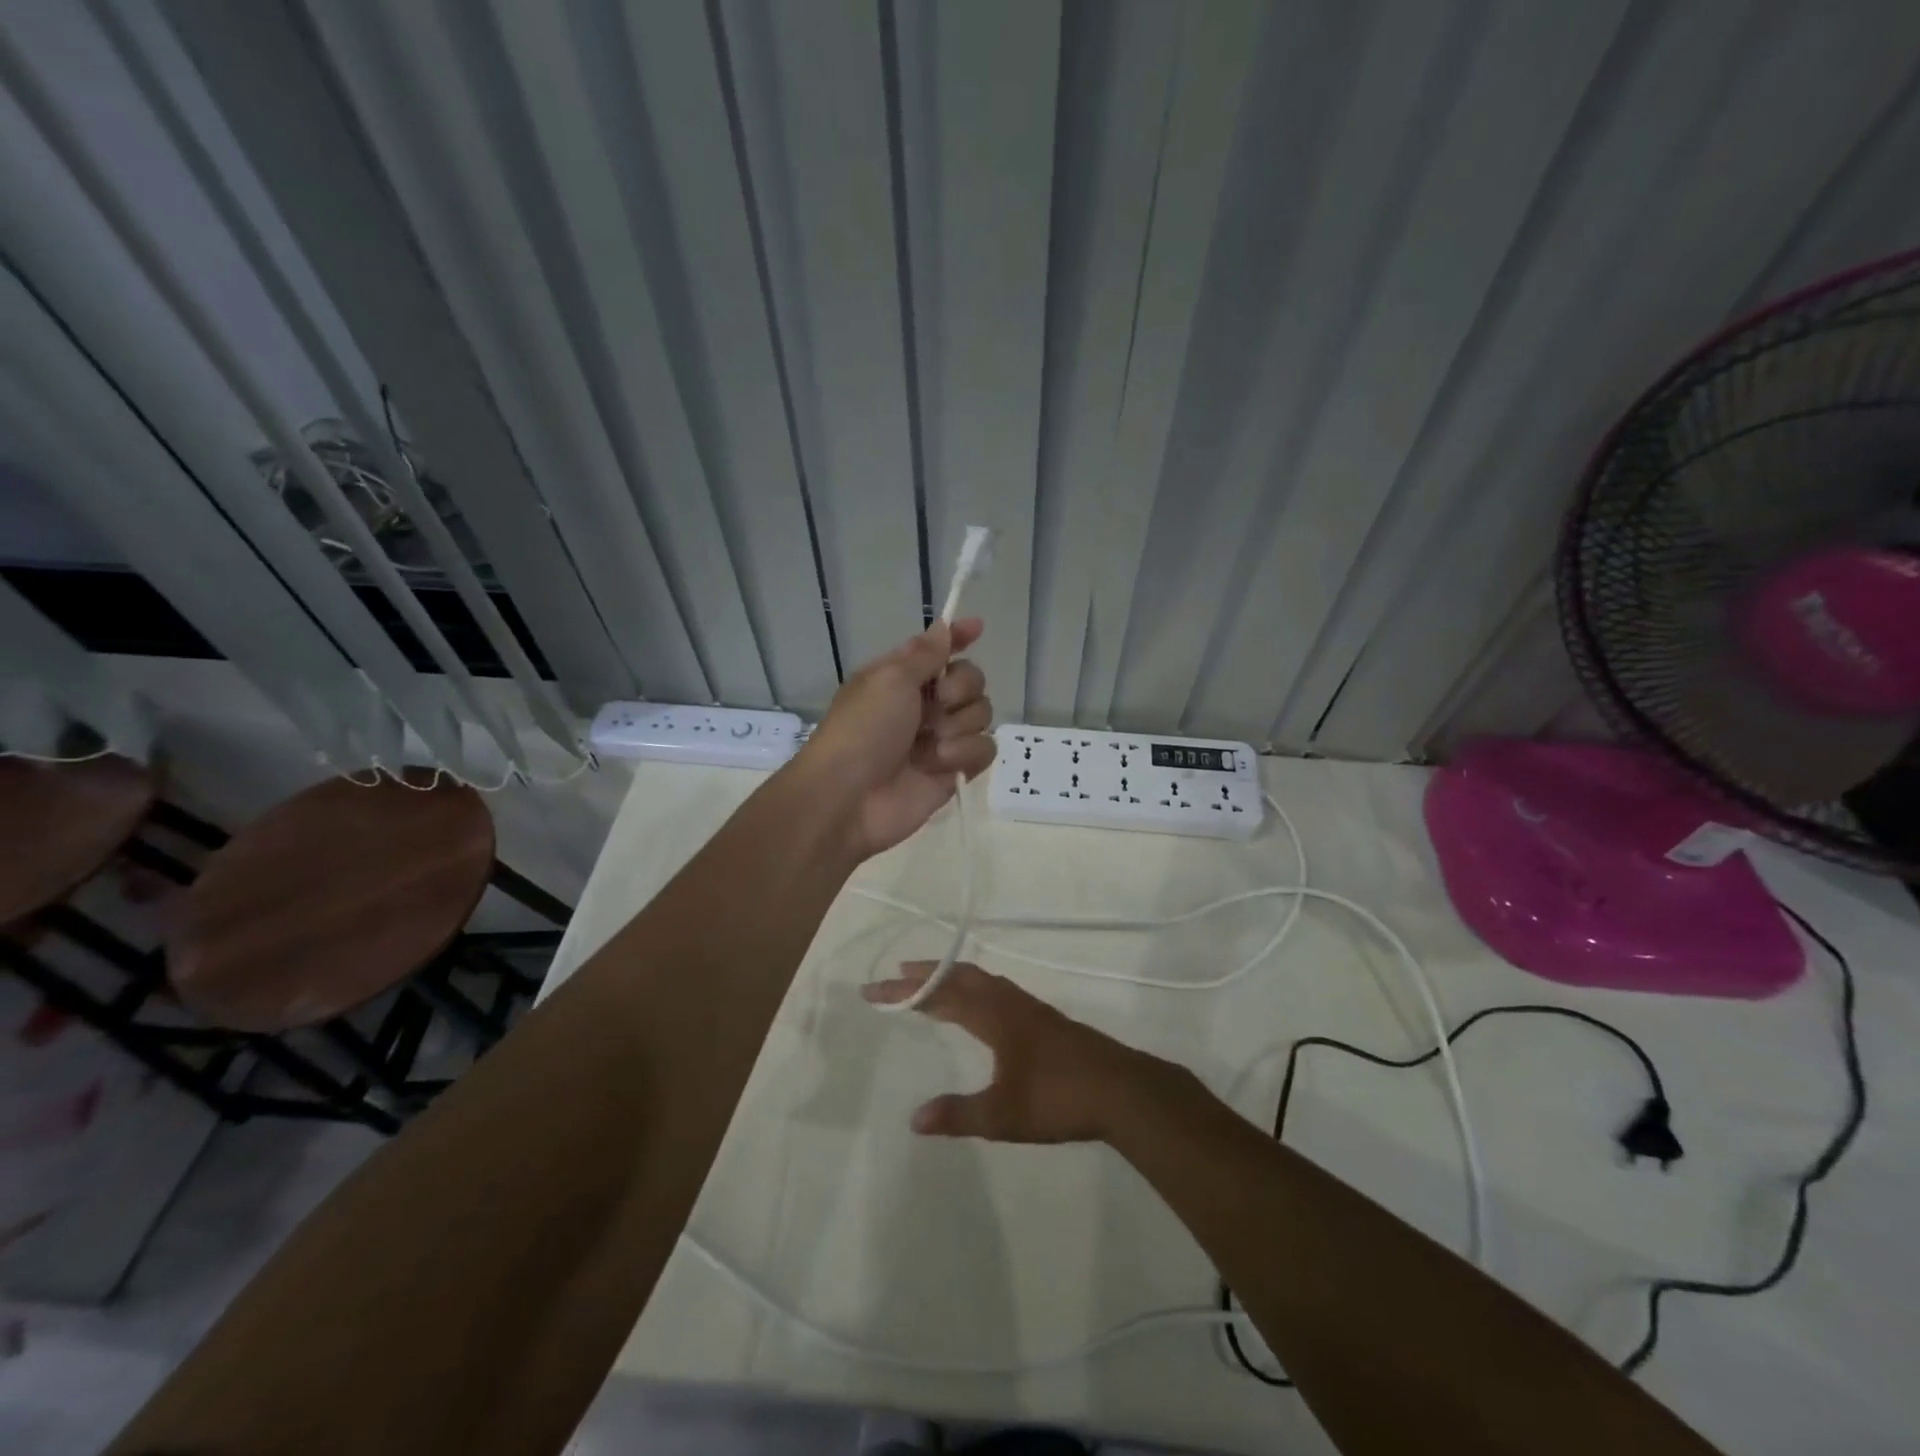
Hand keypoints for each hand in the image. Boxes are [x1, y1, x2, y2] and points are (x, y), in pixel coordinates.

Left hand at [795, 619, 995, 859]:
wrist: (849, 797)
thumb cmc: (863, 729)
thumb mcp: (889, 678)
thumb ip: (925, 654)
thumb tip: (944, 628)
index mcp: (902, 677)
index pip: (939, 650)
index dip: (959, 638)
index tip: (978, 628)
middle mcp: (923, 705)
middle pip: (971, 681)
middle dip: (963, 688)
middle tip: (941, 701)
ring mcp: (940, 739)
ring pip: (981, 715)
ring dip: (960, 725)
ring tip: (932, 743)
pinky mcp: (952, 771)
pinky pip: (983, 750)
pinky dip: (965, 754)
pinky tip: (939, 763)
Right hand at [861, 962, 1168, 1142]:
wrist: (1122, 1090)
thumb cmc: (1059, 1099)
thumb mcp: (1003, 1115)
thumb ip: (959, 1114)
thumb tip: (914, 1119)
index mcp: (994, 1017)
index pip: (940, 995)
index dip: (905, 991)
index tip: (874, 990)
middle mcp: (1009, 1003)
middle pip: (960, 977)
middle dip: (926, 975)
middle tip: (896, 975)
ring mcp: (1031, 1009)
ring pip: (983, 980)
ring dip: (952, 977)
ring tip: (932, 984)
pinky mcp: (1046, 1020)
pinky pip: (998, 990)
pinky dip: (975, 988)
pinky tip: (980, 1007)